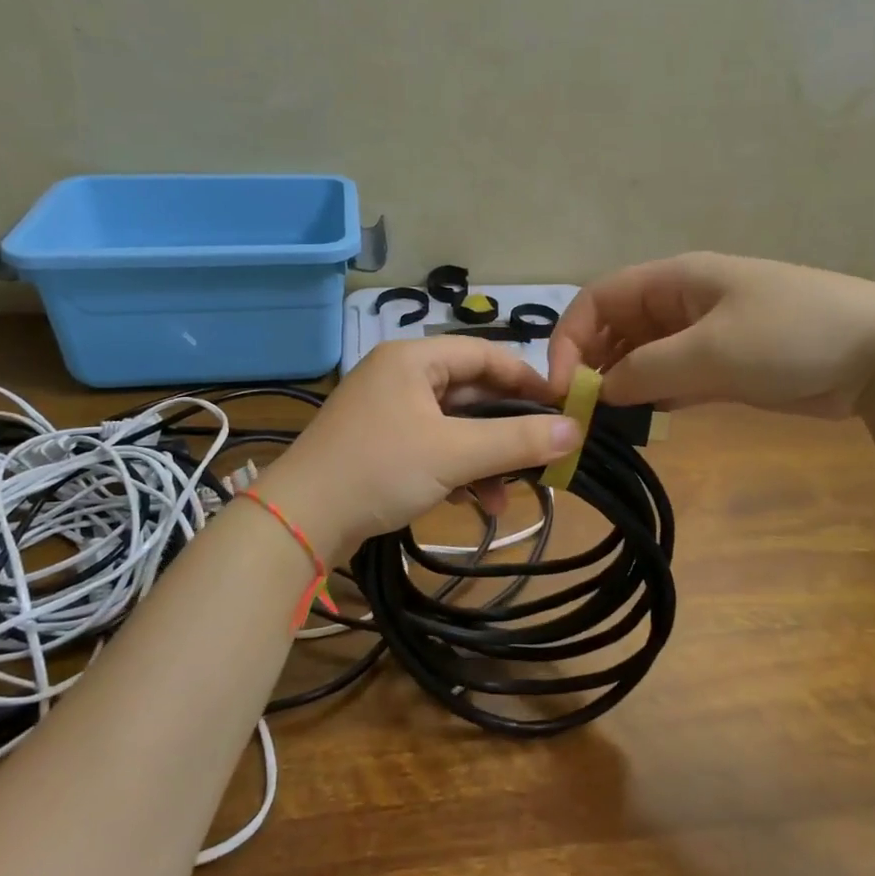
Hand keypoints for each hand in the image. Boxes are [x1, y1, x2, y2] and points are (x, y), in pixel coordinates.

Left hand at [255, 339, 580, 562]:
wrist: (299, 522)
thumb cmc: (379, 470)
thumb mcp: (455, 454)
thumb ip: (517, 440)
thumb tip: (575, 430)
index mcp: (413, 359)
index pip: (485, 353)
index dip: (527, 378)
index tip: (562, 407)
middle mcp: (400, 376)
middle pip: (471, 392)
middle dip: (506, 429)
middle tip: (541, 455)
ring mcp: (387, 412)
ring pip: (454, 425)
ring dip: (484, 458)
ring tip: (505, 498)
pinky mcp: (380, 445)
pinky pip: (433, 447)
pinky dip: (457, 470)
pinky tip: (475, 505)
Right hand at [547, 251, 874, 418]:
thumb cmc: (791, 336)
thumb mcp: (710, 351)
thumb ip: (645, 370)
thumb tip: (599, 391)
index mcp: (674, 281)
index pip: (599, 299)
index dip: (570, 337)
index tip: (562, 386)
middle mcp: (682, 304)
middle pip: (616, 328)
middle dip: (591, 365)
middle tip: (580, 414)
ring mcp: (704, 336)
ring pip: (641, 357)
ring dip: (620, 385)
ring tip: (604, 425)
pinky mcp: (724, 367)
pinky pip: (671, 378)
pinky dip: (652, 398)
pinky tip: (642, 423)